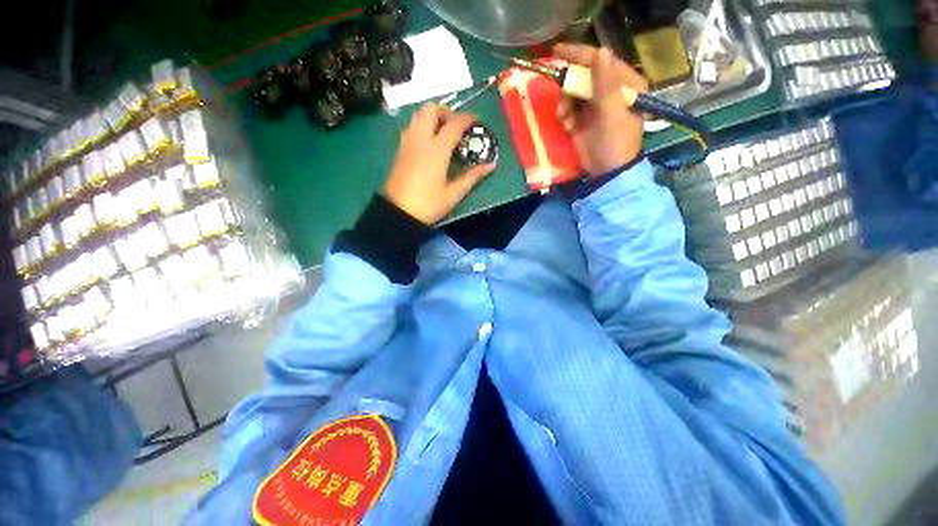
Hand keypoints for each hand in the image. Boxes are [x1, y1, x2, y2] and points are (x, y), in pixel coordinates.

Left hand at [383, 104, 495, 223]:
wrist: (398, 213)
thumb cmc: (428, 205)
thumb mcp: (453, 194)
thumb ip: (472, 177)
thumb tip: (490, 165)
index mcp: (436, 150)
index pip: (454, 123)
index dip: (467, 118)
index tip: (477, 122)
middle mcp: (420, 139)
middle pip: (431, 109)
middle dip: (446, 111)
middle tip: (456, 126)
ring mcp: (407, 143)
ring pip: (418, 115)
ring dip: (432, 116)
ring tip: (443, 132)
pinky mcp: (399, 149)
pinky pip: (411, 126)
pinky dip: (422, 125)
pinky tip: (429, 142)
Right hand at [553, 44, 648, 175]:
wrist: (606, 171)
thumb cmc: (614, 142)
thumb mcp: (611, 113)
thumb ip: (605, 84)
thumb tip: (601, 52)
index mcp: (624, 84)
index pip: (600, 61)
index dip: (579, 54)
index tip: (557, 52)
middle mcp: (610, 90)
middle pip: (583, 76)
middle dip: (569, 88)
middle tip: (563, 103)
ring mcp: (595, 105)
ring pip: (572, 93)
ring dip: (565, 105)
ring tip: (567, 120)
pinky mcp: (583, 119)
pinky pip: (568, 108)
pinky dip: (565, 116)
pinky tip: (568, 127)